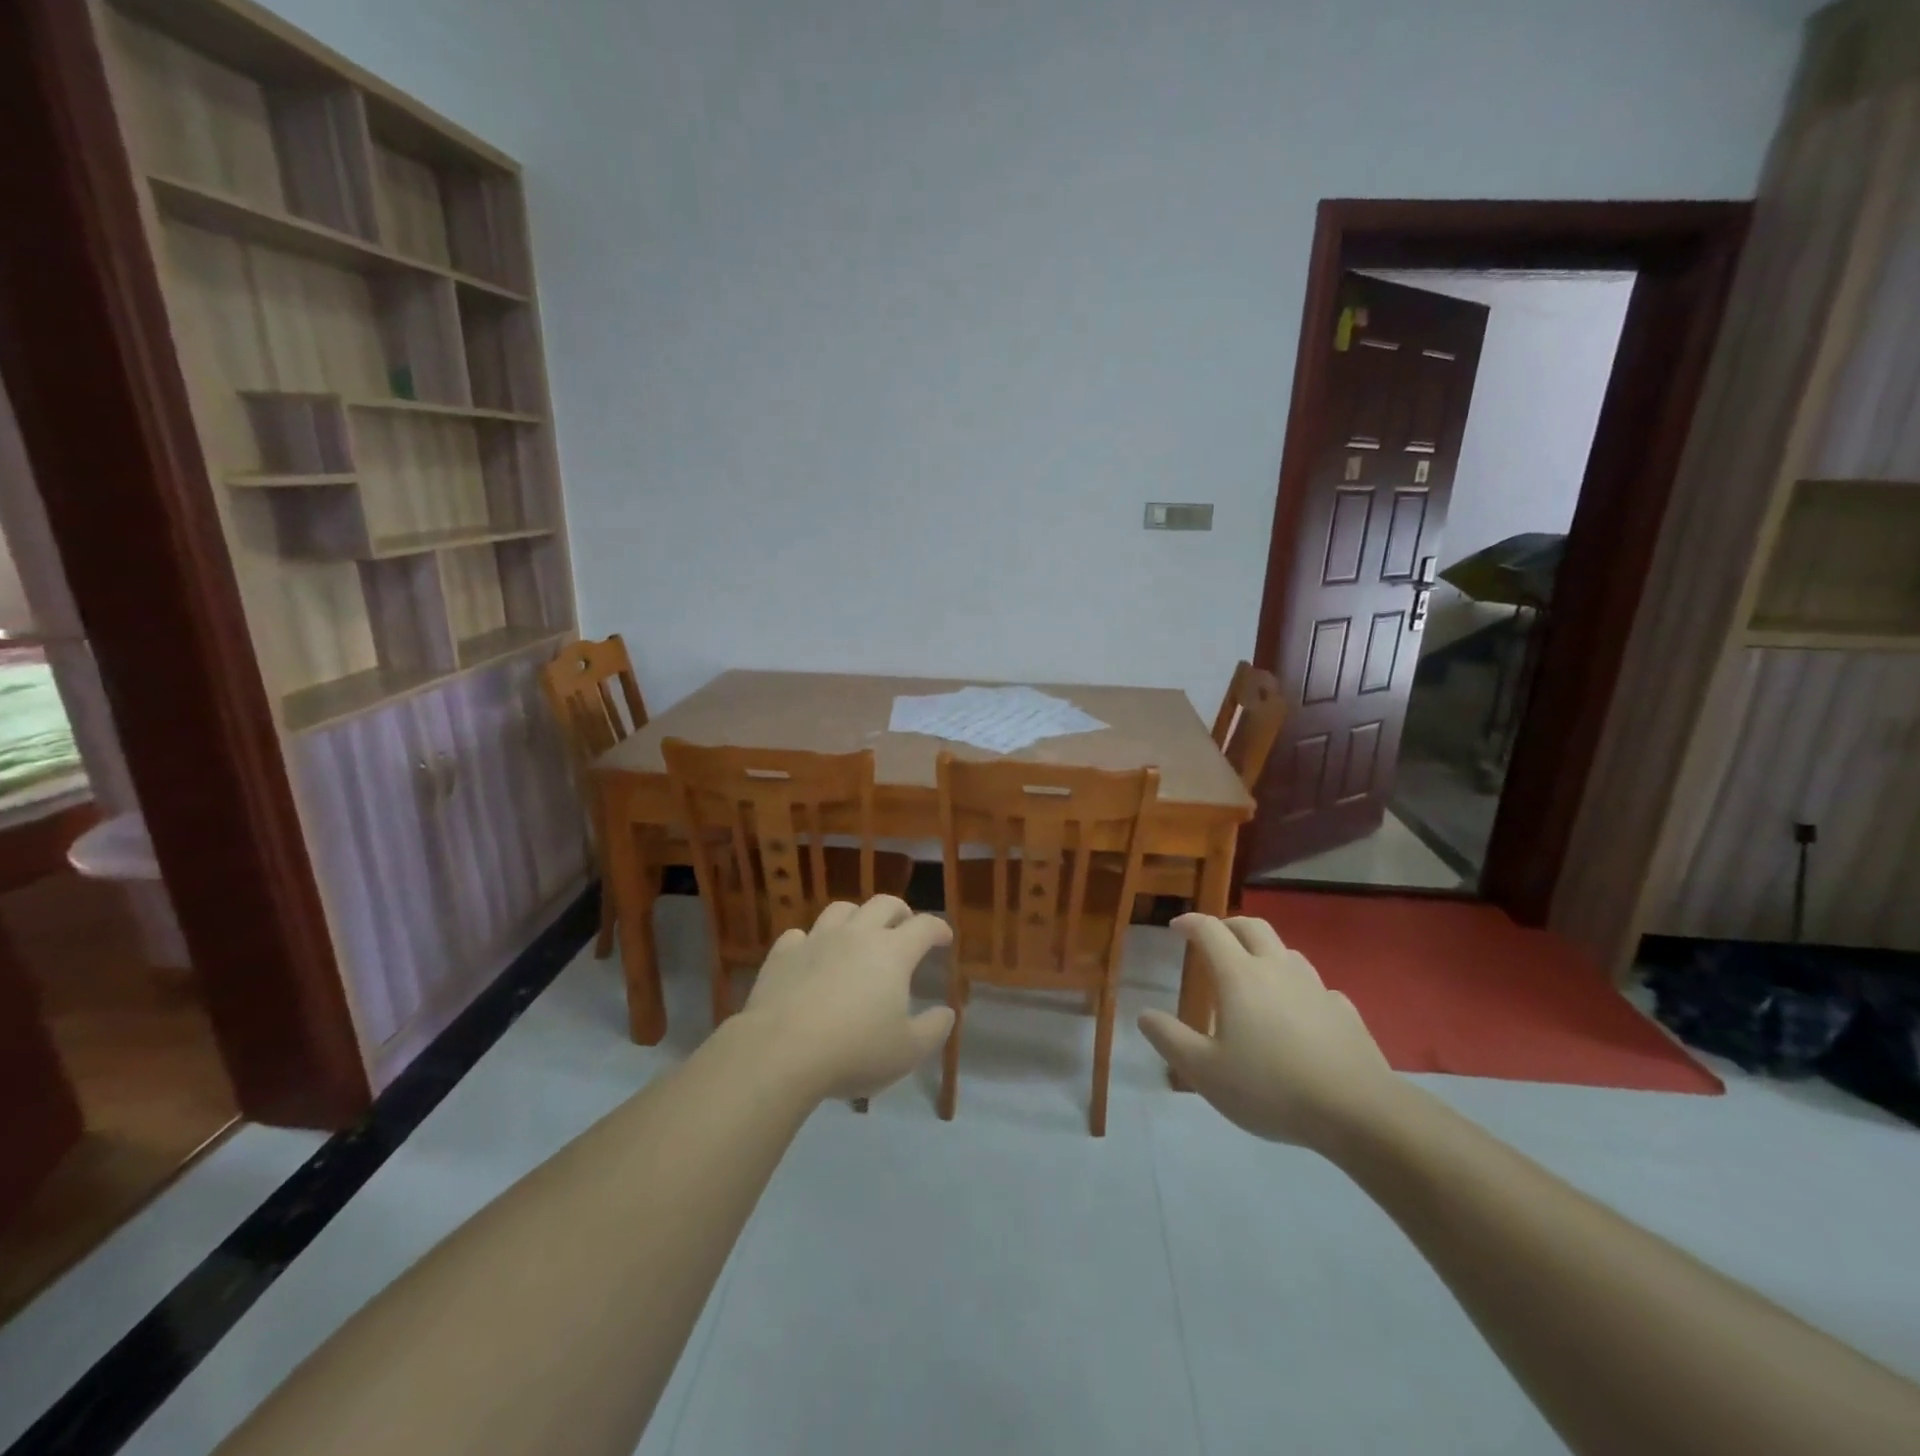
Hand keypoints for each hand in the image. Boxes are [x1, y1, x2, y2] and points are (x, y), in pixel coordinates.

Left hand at [739, 896, 954, 1101]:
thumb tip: (947, 1012)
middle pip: (883, 904)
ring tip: (859, 933)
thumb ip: (933, 1029)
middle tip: (904, 926)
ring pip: (841, 910)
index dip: (938, 929)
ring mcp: (817, 940)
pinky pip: (800, 935)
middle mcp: (857, 934)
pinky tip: (811, 956)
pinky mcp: (783, 954)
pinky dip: (811, 941)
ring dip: (856, 917)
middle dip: (900, 911)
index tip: (944, 938)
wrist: (781, 1051)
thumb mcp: (907, 1051)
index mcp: (892, 952)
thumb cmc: (854, 1051)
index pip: (924, 926)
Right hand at [1137, 914, 1399, 1150]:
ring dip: (1265, 952)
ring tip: (1255, 972)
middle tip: (1214, 936)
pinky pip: (1316, 987)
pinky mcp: (1344, 1011)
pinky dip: (1298, 988)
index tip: (1176, 926)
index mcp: (1239, 976)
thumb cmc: (1270, 1087)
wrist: (1357, 1110)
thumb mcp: (1205, 1072)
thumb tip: (1144, 1014)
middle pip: (1252, 926)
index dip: (1190, 923)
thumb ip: (1170, 1039)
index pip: (1210, 931)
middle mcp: (1277, 969)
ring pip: (1287, 952)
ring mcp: (1315, 987)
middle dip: (1229, 924)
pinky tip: (1299, 1012)